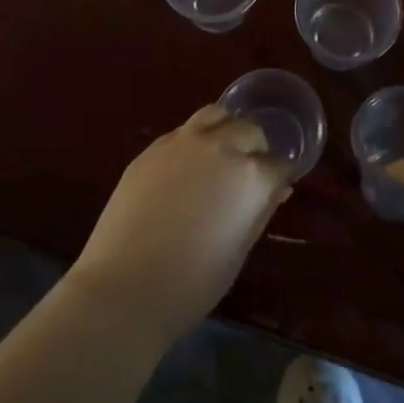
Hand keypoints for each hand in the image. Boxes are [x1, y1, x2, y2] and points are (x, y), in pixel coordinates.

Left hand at [68, 105, 290, 346]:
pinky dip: (196, 139)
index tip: (274, 190)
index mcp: (250, 176)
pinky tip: (187, 166)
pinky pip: (184, 130)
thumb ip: (261, 210)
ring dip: (227, 129)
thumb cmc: (192, 283)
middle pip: (251, 131)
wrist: (123, 287)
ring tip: (221, 154)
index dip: (279, 178)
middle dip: (256, 149)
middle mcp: (221, 146)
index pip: (280, 164)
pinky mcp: (153, 147)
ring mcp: (183, 142)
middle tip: (249, 174)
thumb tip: (278, 188)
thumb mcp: (239, 250)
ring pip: (217, 114)